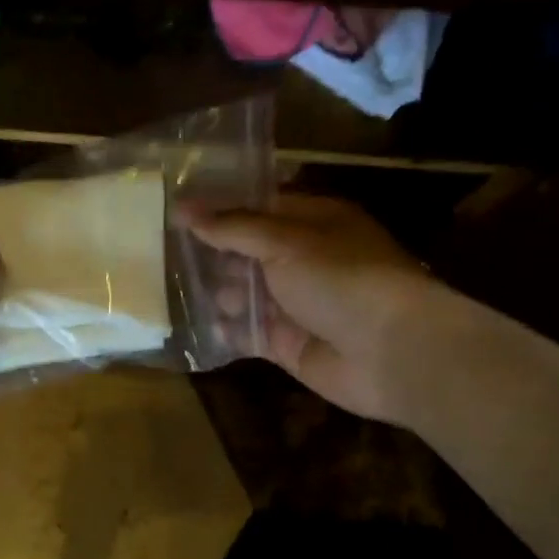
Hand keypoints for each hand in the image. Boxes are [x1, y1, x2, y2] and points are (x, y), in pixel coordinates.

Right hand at [187, 194, 438, 424]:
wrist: (391, 351)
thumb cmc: (342, 279)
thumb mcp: (284, 242)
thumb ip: (233, 228)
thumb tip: (183, 207)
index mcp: (314, 223)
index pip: (260, 209)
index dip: (221, 210)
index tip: (177, 211)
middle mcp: (305, 260)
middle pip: (250, 253)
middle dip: (215, 255)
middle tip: (166, 254)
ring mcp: (297, 304)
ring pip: (246, 294)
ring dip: (218, 293)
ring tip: (181, 292)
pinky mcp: (289, 344)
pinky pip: (250, 333)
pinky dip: (229, 330)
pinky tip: (204, 327)